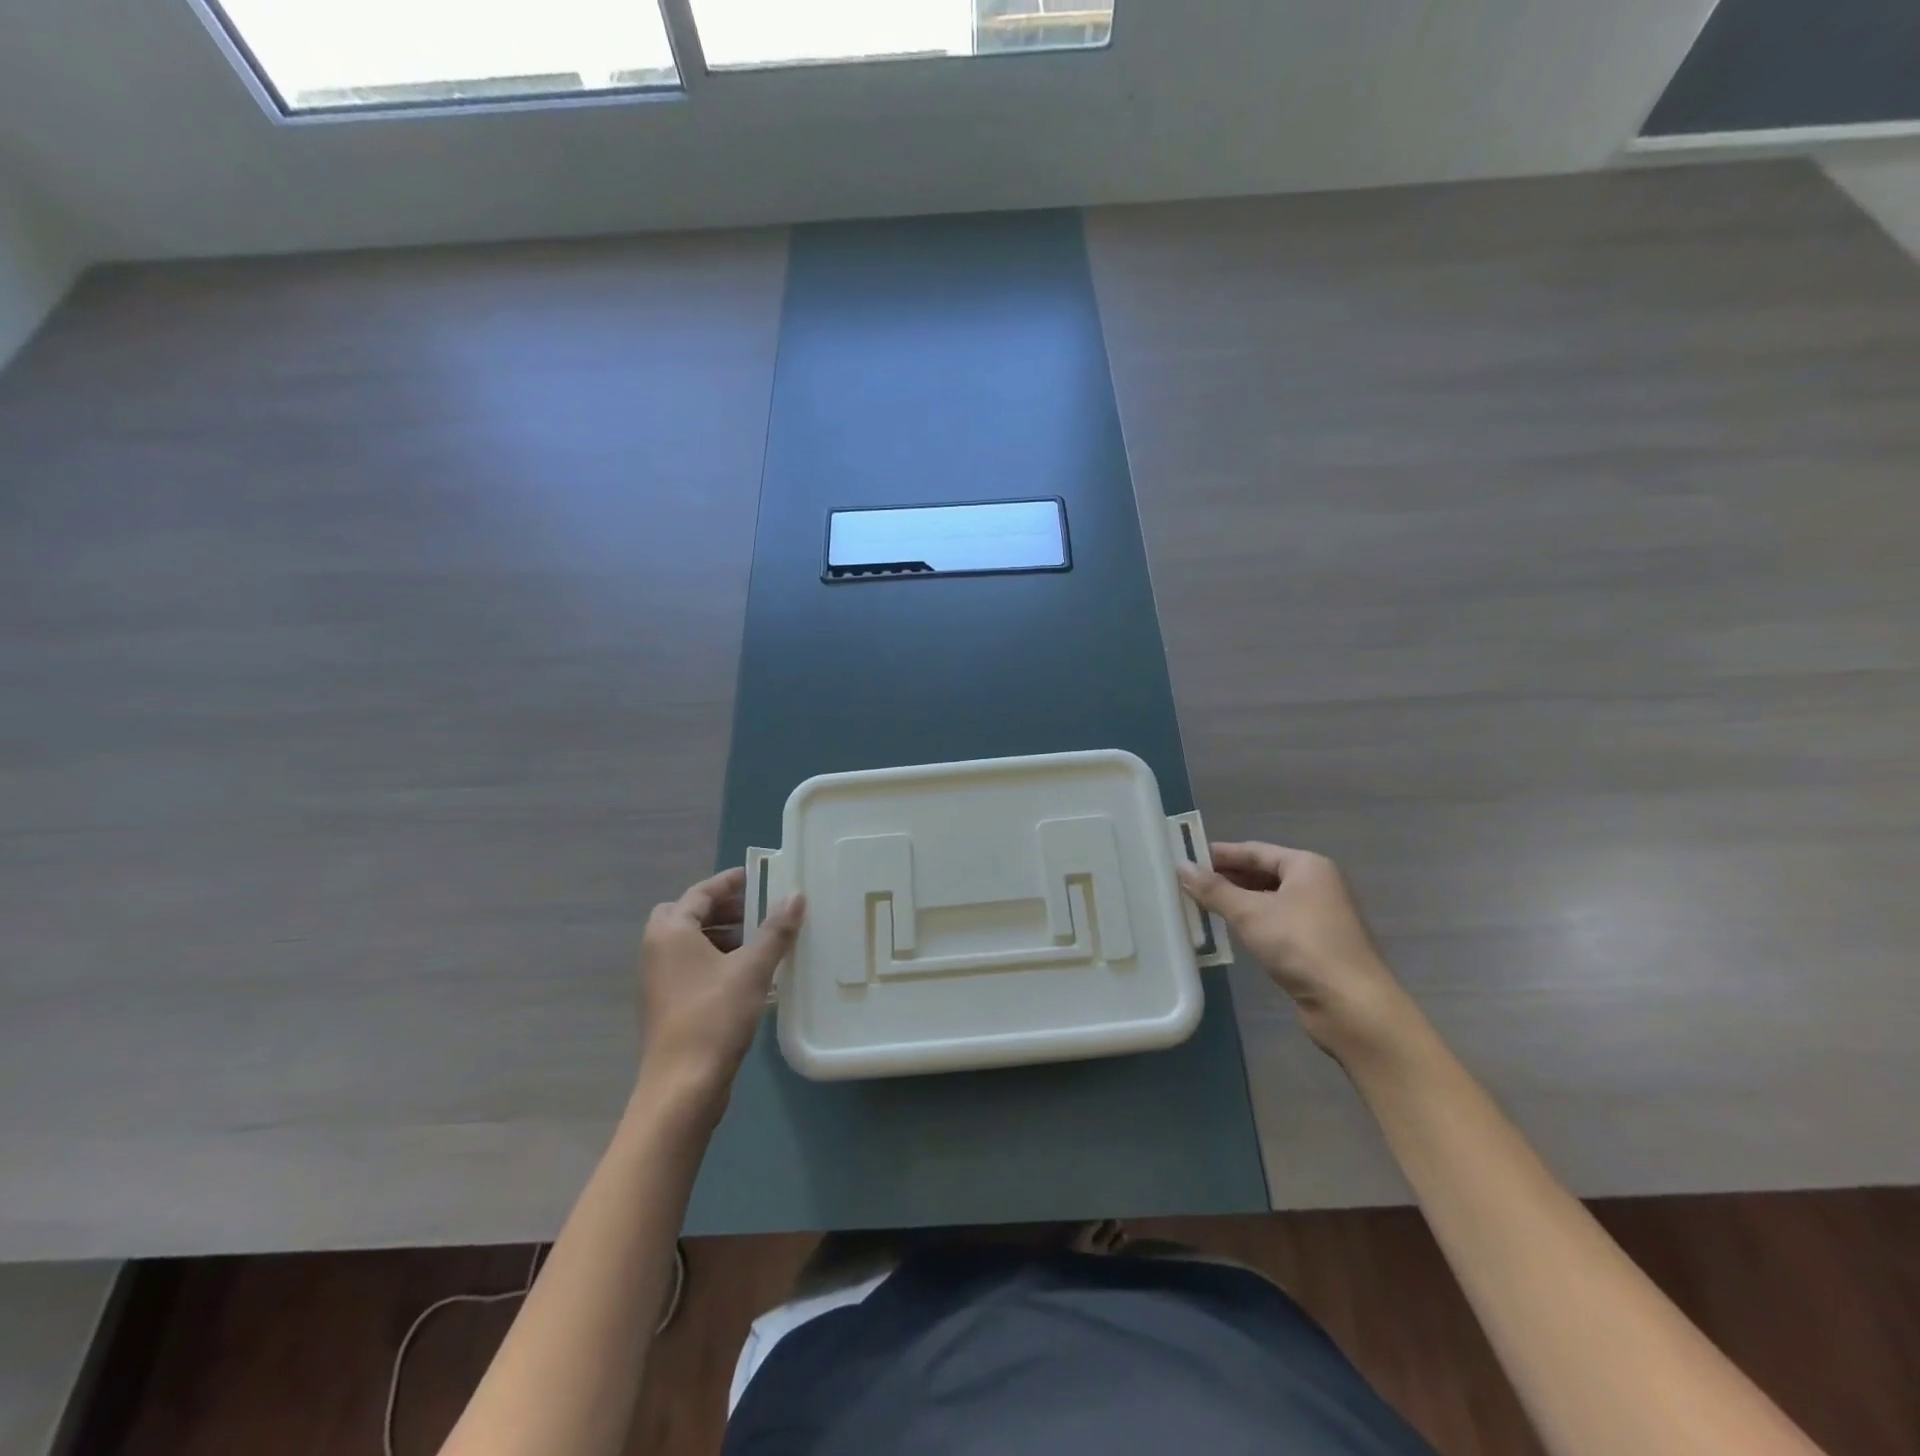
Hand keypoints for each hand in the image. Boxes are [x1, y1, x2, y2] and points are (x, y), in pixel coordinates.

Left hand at [635, 868, 804, 1113]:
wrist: (682, 1087)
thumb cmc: (714, 1017)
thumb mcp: (752, 968)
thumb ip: (775, 930)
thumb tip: (796, 895)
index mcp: (671, 932)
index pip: (700, 893)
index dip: (729, 882)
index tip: (757, 876)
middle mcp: (657, 950)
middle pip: (688, 915)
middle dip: (723, 910)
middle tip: (757, 911)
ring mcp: (659, 980)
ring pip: (690, 944)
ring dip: (722, 937)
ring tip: (760, 943)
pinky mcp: (668, 1005)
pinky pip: (692, 968)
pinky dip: (717, 961)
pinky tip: (749, 976)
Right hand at [1178, 843, 1413, 1063]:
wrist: (1352, 1005)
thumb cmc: (1301, 946)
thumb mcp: (1250, 913)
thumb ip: (1214, 890)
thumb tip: (1181, 867)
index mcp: (1307, 866)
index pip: (1254, 850)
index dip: (1219, 853)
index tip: (1186, 857)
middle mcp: (1316, 885)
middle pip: (1262, 873)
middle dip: (1226, 878)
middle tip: (1186, 882)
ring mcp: (1318, 916)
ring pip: (1268, 900)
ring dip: (1236, 902)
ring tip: (1199, 905)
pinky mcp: (1315, 945)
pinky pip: (1275, 923)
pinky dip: (1251, 923)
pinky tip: (1228, 930)